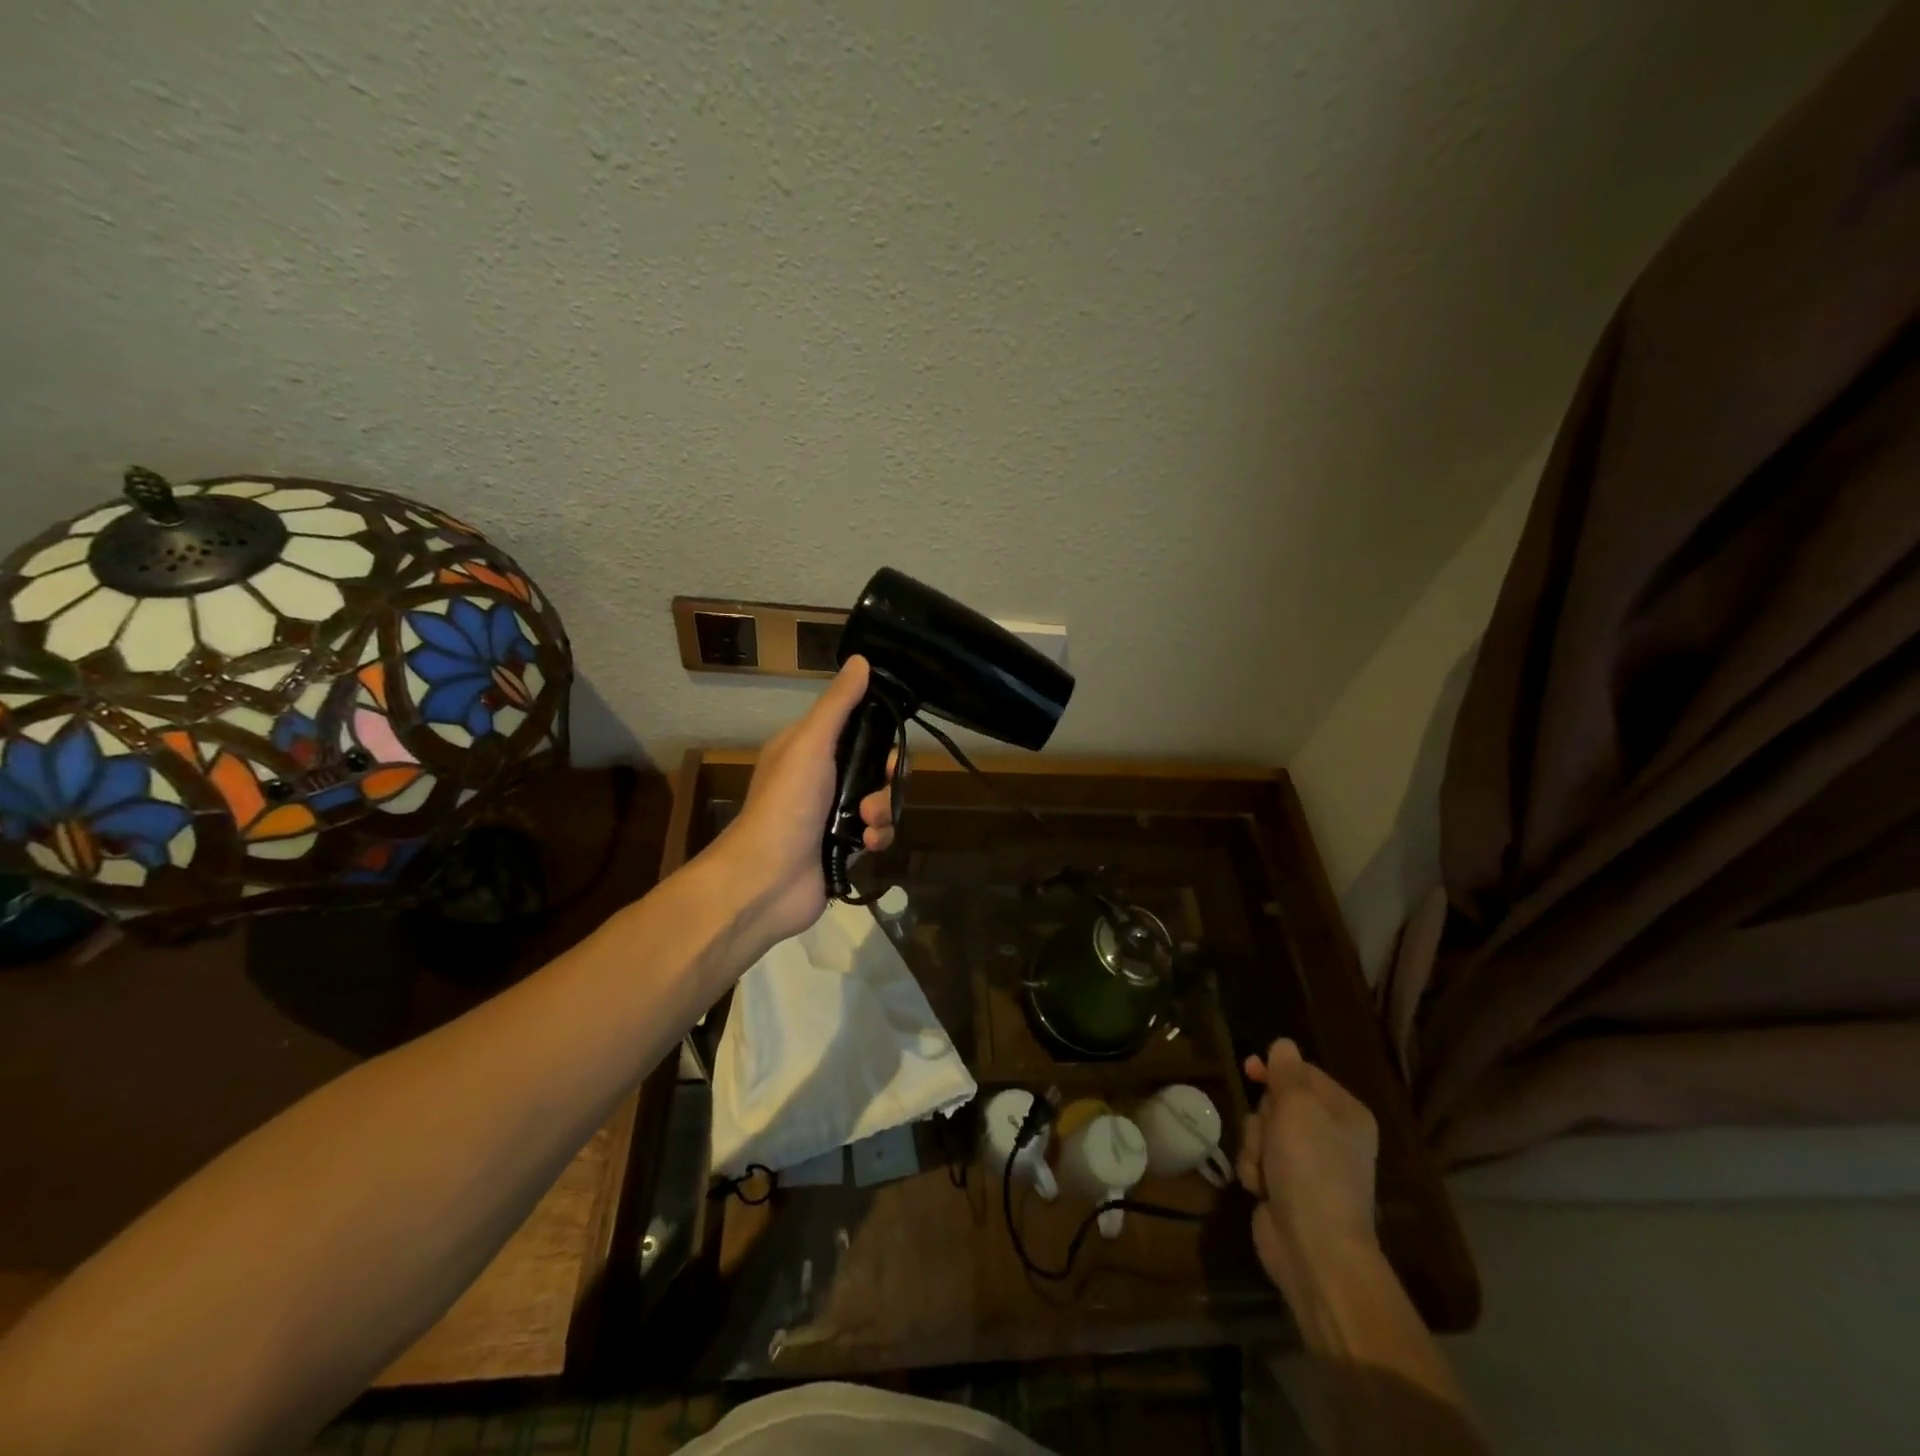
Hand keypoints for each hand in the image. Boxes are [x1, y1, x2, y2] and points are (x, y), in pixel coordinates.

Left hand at [708, 655, 895, 950]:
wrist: (767, 879)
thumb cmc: (786, 803)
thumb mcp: (811, 743)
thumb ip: (838, 705)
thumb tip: (861, 660)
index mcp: (808, 748)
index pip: (856, 728)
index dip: (880, 734)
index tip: (893, 742)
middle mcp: (821, 778)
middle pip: (875, 766)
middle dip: (887, 777)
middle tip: (887, 783)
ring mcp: (832, 815)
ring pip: (880, 800)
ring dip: (883, 810)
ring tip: (867, 823)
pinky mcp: (844, 847)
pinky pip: (877, 833)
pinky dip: (878, 837)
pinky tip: (868, 846)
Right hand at [1237, 1038, 1379, 1291]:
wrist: (1314, 1247)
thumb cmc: (1311, 1167)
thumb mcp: (1297, 1107)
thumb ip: (1286, 1071)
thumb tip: (1284, 1044)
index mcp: (1345, 1113)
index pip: (1303, 1073)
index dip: (1274, 1069)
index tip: (1249, 1068)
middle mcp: (1330, 1135)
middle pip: (1277, 1102)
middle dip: (1263, 1116)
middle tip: (1269, 1134)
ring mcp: (1307, 1165)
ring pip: (1261, 1131)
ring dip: (1254, 1146)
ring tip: (1265, 1170)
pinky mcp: (1286, 1188)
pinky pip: (1258, 1161)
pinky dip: (1254, 1171)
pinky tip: (1261, 1189)